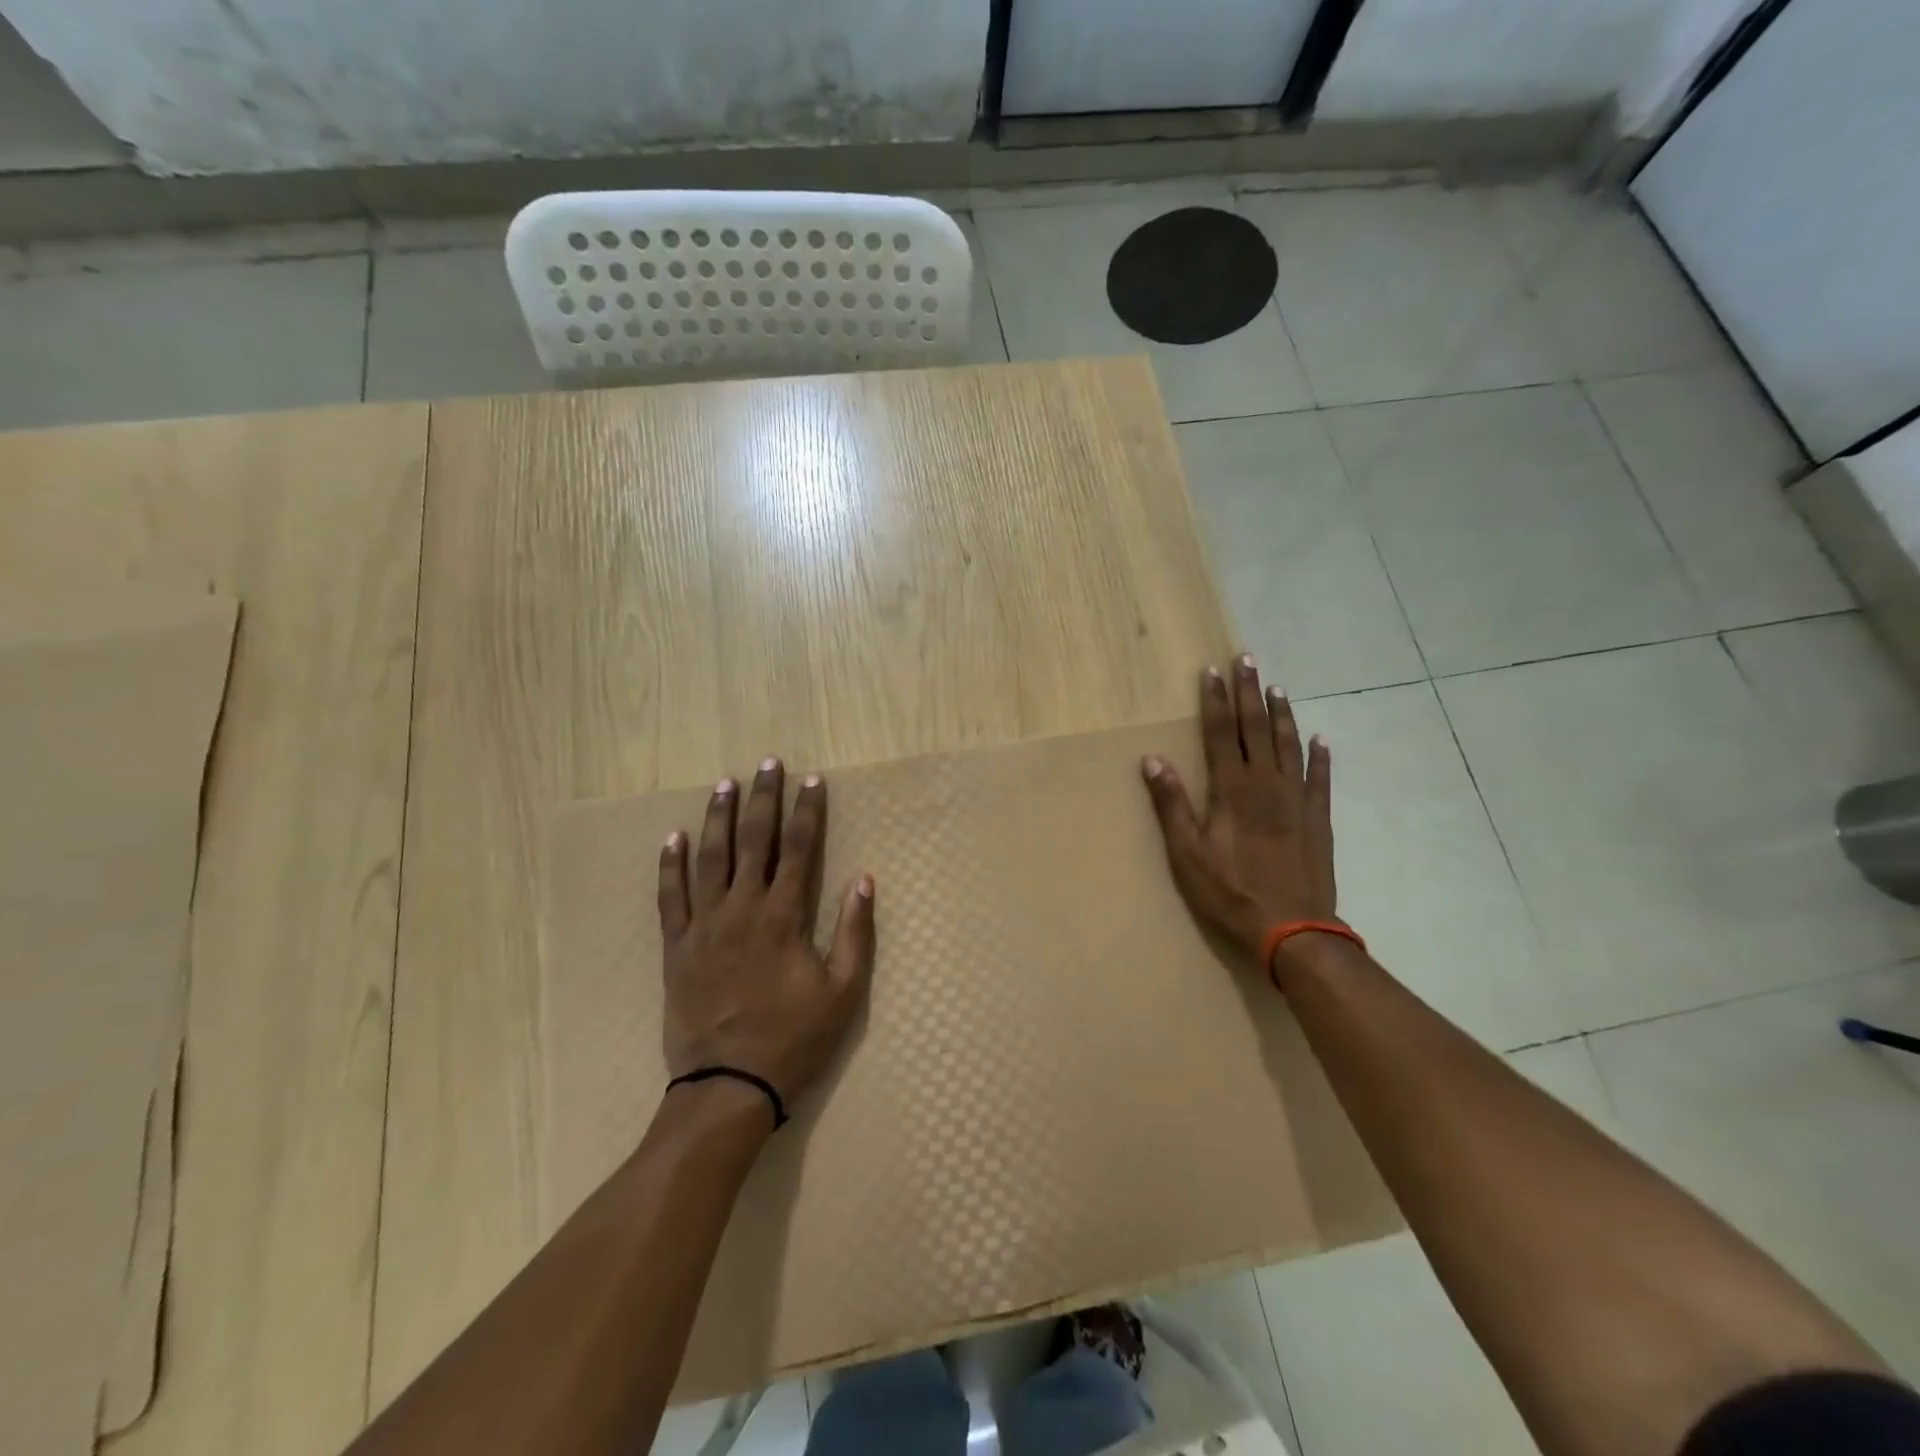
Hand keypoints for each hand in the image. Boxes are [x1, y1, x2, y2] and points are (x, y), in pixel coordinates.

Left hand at [657, 758, 875, 1111]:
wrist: (728, 1086)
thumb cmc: (793, 1039)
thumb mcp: (843, 992)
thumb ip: (855, 933)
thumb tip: (864, 881)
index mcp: (784, 916)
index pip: (799, 849)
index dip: (808, 812)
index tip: (812, 781)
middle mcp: (742, 909)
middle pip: (754, 841)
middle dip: (763, 799)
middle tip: (768, 764)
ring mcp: (704, 925)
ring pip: (710, 858)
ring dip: (718, 818)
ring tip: (724, 785)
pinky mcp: (676, 947)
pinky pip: (670, 897)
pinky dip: (670, 865)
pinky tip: (673, 838)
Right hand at [1140, 655, 1337, 966]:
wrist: (1292, 929)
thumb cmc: (1230, 891)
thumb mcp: (1187, 853)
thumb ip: (1172, 803)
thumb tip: (1152, 759)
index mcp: (1232, 789)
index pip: (1221, 732)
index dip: (1215, 700)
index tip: (1212, 670)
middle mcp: (1267, 783)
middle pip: (1256, 728)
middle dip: (1249, 692)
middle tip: (1246, 659)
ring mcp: (1297, 799)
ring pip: (1289, 745)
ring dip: (1281, 714)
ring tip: (1277, 687)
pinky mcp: (1318, 818)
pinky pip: (1321, 778)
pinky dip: (1321, 756)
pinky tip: (1321, 739)